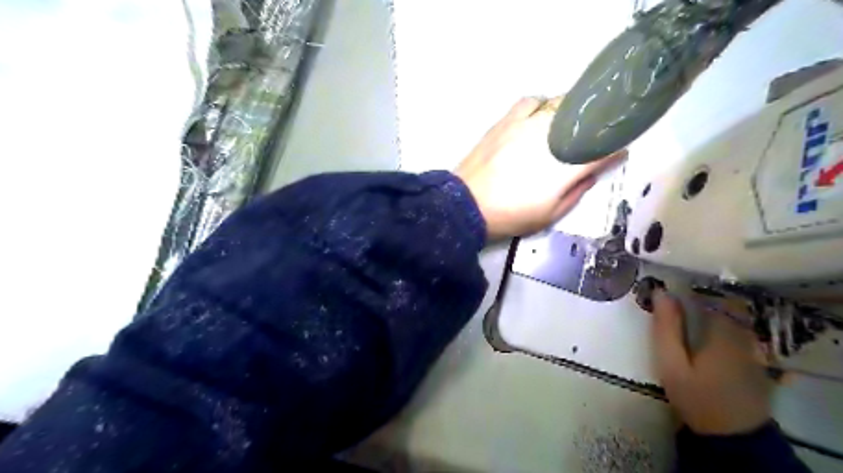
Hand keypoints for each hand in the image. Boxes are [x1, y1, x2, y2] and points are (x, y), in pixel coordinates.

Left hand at [455, 98, 623, 241]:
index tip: (618, 150)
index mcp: (566, 165)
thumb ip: (577, 191)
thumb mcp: (550, 215)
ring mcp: (528, 124)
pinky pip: (531, 101)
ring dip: (571, 114)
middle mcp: (552, 137)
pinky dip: (540, 106)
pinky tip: (538, 118)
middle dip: (597, 125)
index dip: (615, 148)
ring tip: (567, 127)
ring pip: (561, 104)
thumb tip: (593, 171)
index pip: (603, 149)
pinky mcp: (507, 120)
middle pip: (587, 119)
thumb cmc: (511, 215)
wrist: (467, 205)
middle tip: (594, 136)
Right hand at [646, 292, 772, 435]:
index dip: (693, 287)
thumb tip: (660, 292)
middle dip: (700, 298)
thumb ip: (666, 328)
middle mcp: (744, 334)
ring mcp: (754, 348)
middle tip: (674, 301)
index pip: (713, 295)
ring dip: (711, 311)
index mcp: (723, 332)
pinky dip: (721, 326)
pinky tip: (704, 335)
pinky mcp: (756, 360)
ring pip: (734, 317)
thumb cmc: (696, 396)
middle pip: (726, 304)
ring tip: (685, 315)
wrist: (732, 436)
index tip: (671, 286)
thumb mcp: (671, 363)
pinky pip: (739, 332)